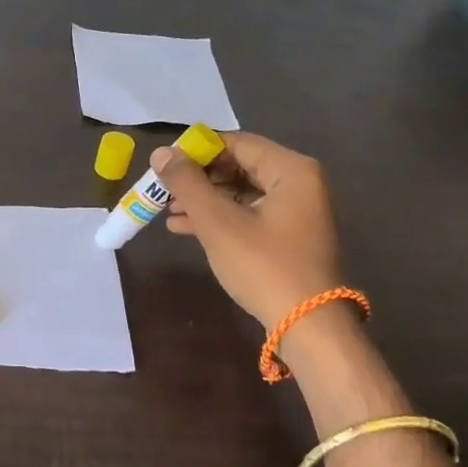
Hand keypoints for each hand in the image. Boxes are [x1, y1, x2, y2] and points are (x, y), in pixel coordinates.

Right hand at [153, 132, 345, 335]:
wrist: (306, 323)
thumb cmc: (263, 265)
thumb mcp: (218, 222)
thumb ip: (187, 183)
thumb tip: (161, 153)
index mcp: (290, 170)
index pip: (236, 143)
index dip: (197, 149)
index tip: (163, 163)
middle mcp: (298, 182)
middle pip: (238, 166)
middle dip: (197, 177)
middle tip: (162, 188)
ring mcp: (295, 210)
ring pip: (240, 192)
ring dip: (203, 199)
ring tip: (166, 210)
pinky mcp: (287, 235)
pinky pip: (247, 213)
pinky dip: (218, 217)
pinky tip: (184, 228)